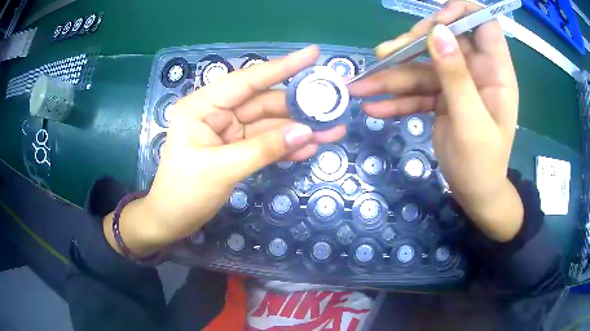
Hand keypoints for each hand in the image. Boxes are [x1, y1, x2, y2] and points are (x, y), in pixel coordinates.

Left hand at [104, 46, 346, 256]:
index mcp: (204, 106)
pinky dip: (286, 146)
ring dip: (299, 129)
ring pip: (270, 124)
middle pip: (265, 102)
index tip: (313, 54)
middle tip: (334, 104)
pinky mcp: (237, 149)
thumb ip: (264, 149)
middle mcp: (218, 112)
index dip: (283, 66)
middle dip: (300, 106)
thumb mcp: (222, 169)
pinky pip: (266, 143)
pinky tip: (311, 148)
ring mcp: (229, 131)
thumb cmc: (184, 192)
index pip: (248, 80)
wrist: (171, 220)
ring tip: (333, 130)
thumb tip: (307, 132)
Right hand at [348, 1, 522, 240]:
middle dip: (413, 44)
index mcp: (495, 72)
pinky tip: (374, 108)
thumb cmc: (482, 164)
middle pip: (443, 39)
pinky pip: (417, 91)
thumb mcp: (471, 123)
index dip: (461, 13)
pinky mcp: (442, 98)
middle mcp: (475, 71)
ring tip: (361, 86)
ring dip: (392, 75)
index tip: (436, 23)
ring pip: (423, 66)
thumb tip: (438, 32)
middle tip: (384, 55)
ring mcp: (456, 84)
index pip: (484, 24)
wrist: (474, 194)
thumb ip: (457, 77)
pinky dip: (396, 99)